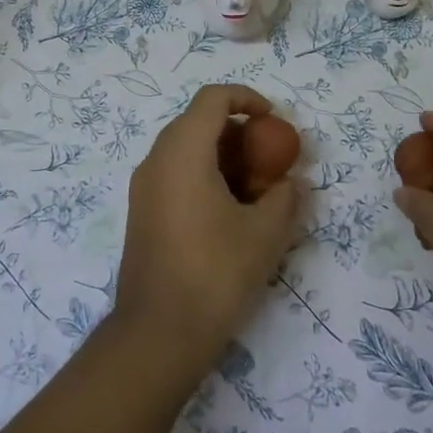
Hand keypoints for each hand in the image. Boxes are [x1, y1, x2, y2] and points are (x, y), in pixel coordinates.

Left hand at [114, 85, 305, 376]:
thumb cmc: (215, 273)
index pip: (212, 98)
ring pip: (185, 149)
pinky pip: (175, 174)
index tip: (274, 120)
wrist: (158, 333)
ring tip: (255, 188)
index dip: (247, 99)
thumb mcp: (265, 234)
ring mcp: (143, 187)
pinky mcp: (142, 212)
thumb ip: (285, 197)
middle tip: (269, 157)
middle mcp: (156, 160)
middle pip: (197, 121)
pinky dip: (204, 175)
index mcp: (183, 152)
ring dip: (222, 155)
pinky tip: (230, 211)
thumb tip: (291, 183)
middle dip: (238, 131)